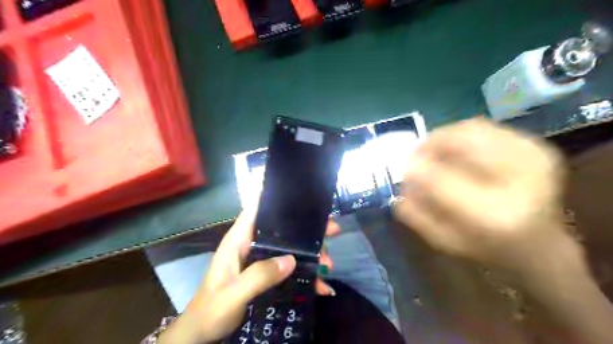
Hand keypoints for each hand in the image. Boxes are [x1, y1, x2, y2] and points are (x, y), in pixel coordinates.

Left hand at [157, 209, 340, 343]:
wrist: (202, 334)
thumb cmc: (210, 310)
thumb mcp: (233, 294)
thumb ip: (258, 276)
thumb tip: (291, 260)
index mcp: (239, 241)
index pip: (256, 210)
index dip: (275, 200)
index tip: (301, 197)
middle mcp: (252, 246)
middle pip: (282, 230)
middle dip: (306, 231)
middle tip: (332, 230)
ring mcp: (260, 261)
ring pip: (290, 250)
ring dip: (311, 255)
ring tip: (328, 265)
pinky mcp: (266, 275)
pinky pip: (289, 270)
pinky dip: (306, 276)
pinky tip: (321, 286)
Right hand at [393, 118, 580, 273]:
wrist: (540, 245)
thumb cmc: (487, 249)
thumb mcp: (444, 241)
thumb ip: (416, 214)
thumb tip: (400, 183)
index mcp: (495, 216)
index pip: (442, 180)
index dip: (416, 169)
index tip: (400, 168)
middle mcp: (521, 180)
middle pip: (461, 143)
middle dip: (428, 145)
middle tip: (414, 155)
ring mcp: (533, 158)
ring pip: (471, 129)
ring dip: (443, 137)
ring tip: (432, 151)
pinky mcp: (536, 146)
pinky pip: (485, 128)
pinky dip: (461, 133)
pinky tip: (454, 148)